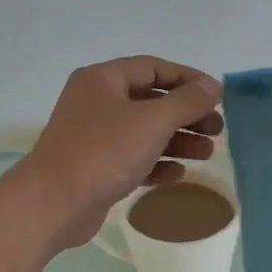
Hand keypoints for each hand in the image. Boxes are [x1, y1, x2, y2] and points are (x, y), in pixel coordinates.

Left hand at [13, 57, 223, 249]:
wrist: (54, 204)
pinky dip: (158, 163)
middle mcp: (97, 103)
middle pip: (152, 101)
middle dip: (187, 115)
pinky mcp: (96, 168)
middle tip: (217, 130)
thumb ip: (187, 102)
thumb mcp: (152, 121)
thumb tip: (213, 86)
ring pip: (145, 132)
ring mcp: (95, 137)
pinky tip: (179, 174)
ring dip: (178, 141)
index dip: (188, 79)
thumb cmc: (103, 152)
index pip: (153, 68)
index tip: (217, 96)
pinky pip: (134, 159)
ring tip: (207, 154)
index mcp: (103, 80)